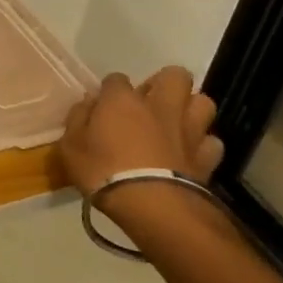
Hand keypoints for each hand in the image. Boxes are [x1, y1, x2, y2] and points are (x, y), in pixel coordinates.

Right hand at [60, 67, 222, 201]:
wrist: (152, 206)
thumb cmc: (103, 171)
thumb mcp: (69, 146)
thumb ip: (78, 119)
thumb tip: (89, 103)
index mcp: (122, 100)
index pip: (116, 78)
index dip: (110, 89)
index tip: (104, 105)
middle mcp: (159, 106)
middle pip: (174, 76)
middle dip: (165, 82)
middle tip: (150, 102)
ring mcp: (188, 130)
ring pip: (203, 102)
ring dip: (191, 109)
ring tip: (176, 122)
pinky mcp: (207, 157)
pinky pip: (212, 141)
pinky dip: (203, 144)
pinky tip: (191, 153)